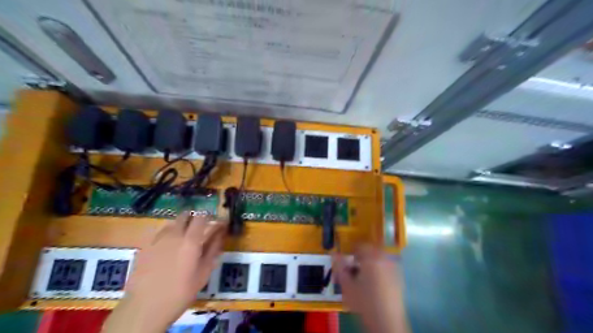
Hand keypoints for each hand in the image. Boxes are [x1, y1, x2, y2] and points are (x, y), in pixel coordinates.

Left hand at [103, 213, 227, 331]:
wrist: (145, 308)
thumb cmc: (181, 292)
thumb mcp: (204, 272)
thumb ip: (213, 249)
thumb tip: (220, 234)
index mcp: (191, 240)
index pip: (201, 217)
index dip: (209, 216)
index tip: (214, 221)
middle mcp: (174, 235)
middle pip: (185, 216)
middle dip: (194, 218)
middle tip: (199, 229)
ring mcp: (157, 240)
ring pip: (171, 223)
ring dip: (180, 225)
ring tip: (184, 238)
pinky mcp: (145, 247)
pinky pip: (159, 233)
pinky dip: (167, 234)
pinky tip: (168, 248)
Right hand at [331, 245, 410, 332]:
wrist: (387, 322)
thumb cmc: (364, 302)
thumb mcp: (346, 285)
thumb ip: (339, 267)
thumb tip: (334, 253)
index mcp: (372, 257)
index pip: (361, 245)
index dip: (352, 249)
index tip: (347, 256)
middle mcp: (384, 259)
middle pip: (372, 249)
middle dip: (362, 255)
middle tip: (354, 264)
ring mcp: (394, 268)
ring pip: (380, 258)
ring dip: (371, 261)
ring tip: (363, 274)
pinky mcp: (399, 278)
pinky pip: (387, 266)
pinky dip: (379, 269)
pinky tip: (374, 282)